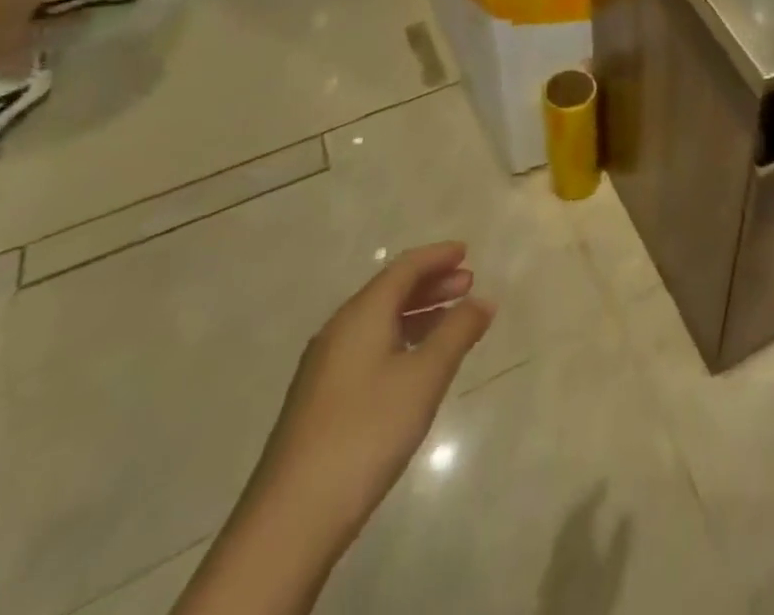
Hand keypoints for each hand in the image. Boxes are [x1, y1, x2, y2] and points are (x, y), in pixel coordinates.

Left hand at [249, 241, 495, 549]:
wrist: (291, 520)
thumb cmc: (367, 431)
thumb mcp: (425, 377)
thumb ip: (457, 332)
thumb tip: (482, 300)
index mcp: (361, 315)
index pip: (404, 268)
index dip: (437, 256)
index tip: (467, 252)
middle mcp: (339, 331)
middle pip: (389, 291)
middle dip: (431, 283)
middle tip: (468, 284)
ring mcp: (324, 368)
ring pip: (378, 321)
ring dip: (417, 313)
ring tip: (450, 322)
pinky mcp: (320, 400)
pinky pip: (368, 347)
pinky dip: (400, 339)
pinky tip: (415, 365)